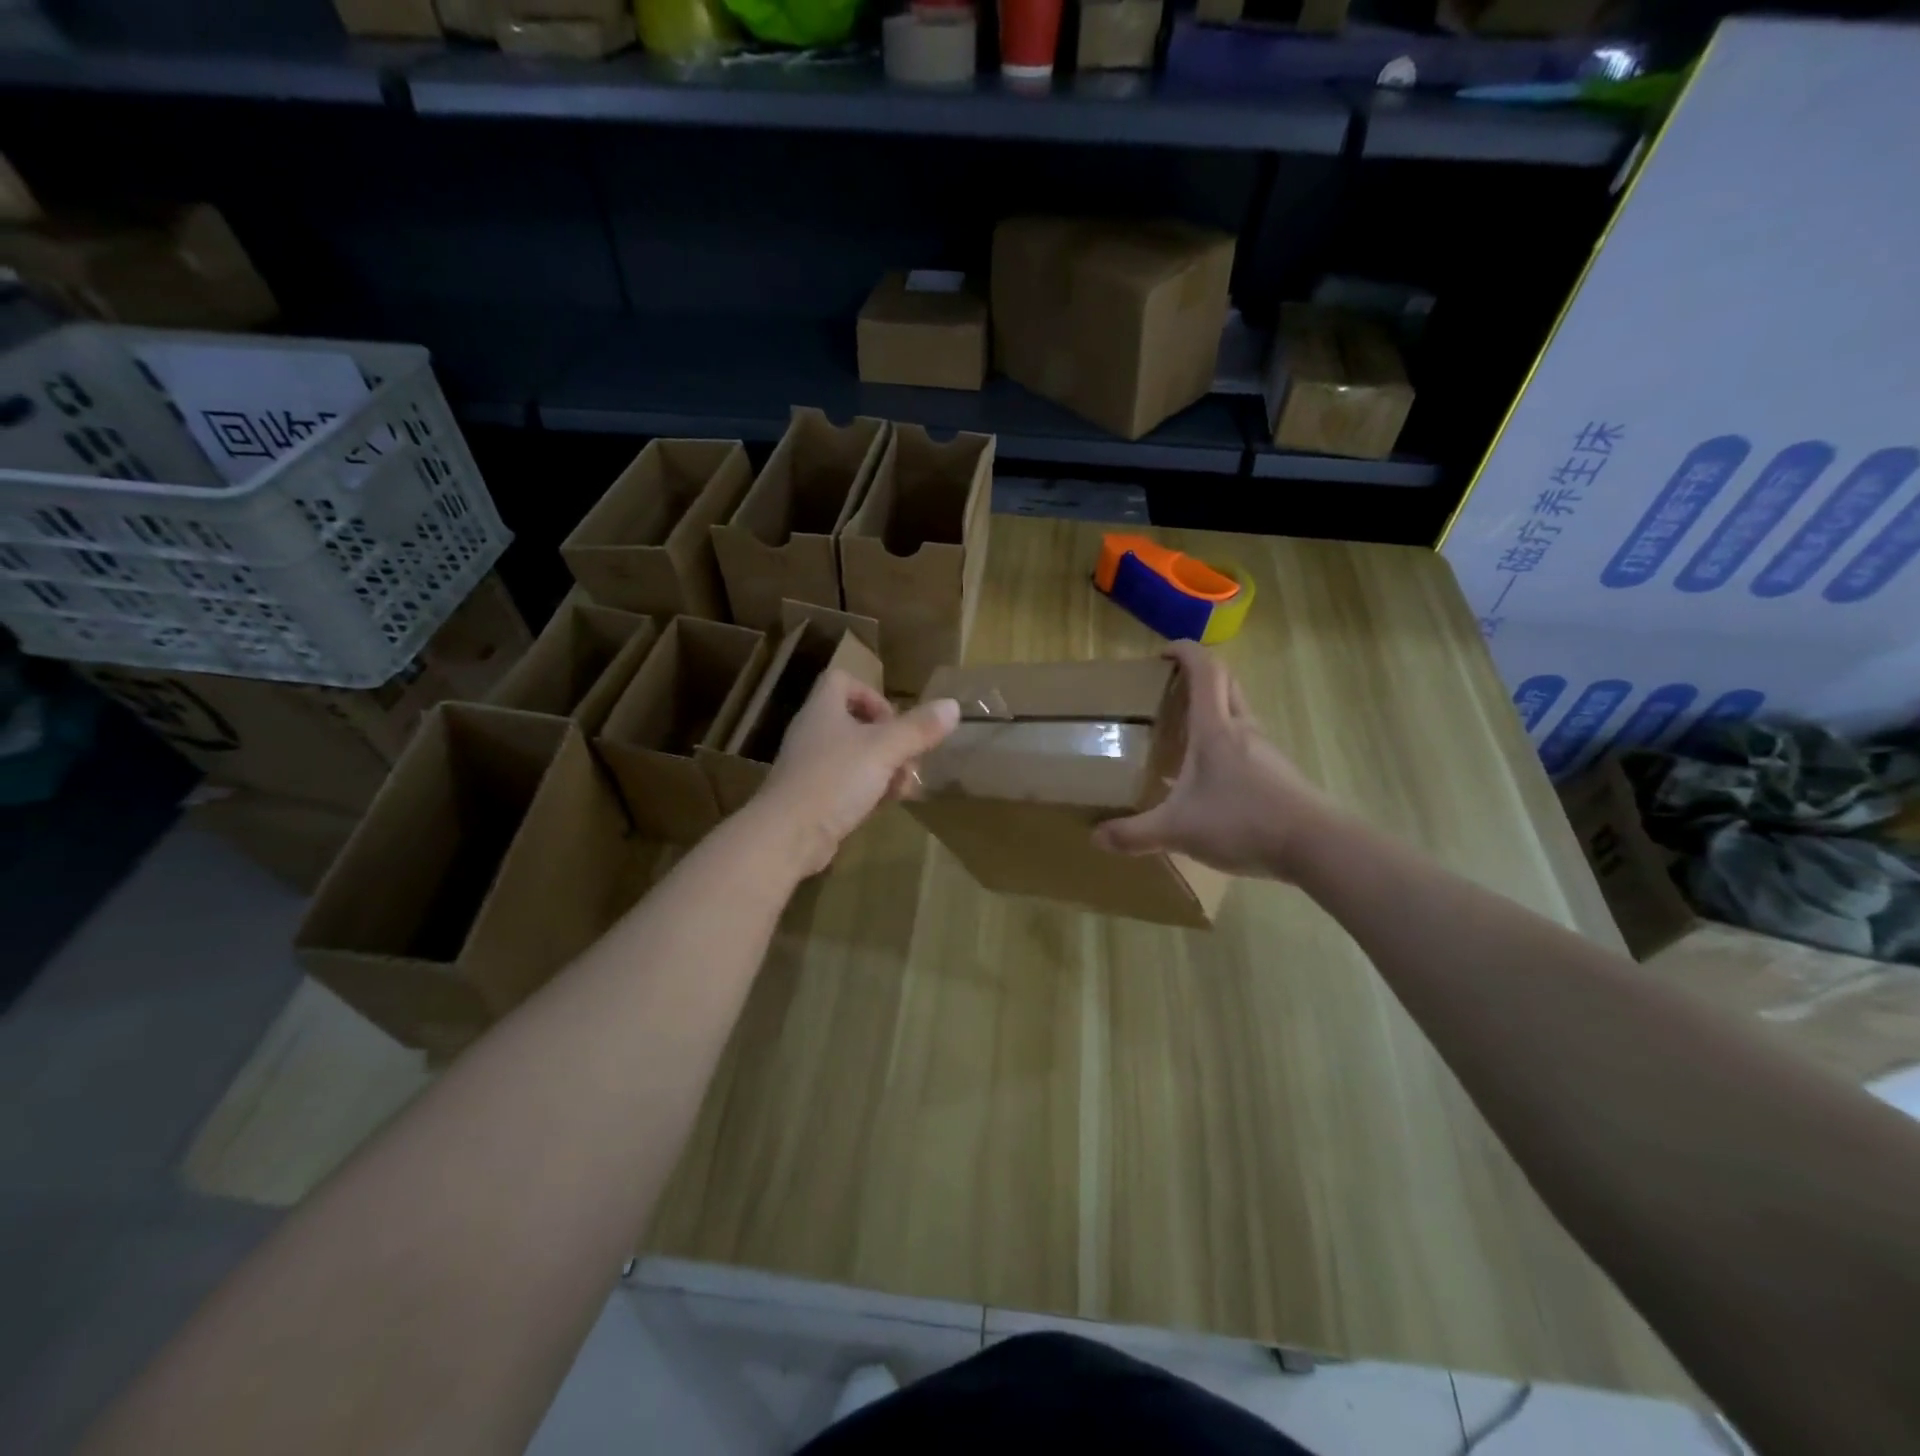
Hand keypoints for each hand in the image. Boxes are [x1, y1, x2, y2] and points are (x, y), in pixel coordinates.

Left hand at [751, 670, 960, 876]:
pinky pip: (847, 784)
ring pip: (855, 756)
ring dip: (884, 768)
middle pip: (855, 721)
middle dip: (889, 739)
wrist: (788, 835)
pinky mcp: (813, 797)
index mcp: (823, 710)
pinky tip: (884, 806)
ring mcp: (811, 766)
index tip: (893, 719)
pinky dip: (868, 791)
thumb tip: (952, 706)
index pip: (841, 680)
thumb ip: (918, 729)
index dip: (870, 694)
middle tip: (908, 758)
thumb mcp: (884, 750)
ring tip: (902, 787)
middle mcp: (814, 732)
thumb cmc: (835, 780)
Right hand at [1093, 642, 1332, 880]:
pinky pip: (1246, 744)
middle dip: (1198, 677)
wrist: (1316, 846)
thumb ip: (1134, 833)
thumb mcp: (1177, 830)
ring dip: (1212, 712)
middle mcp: (1242, 730)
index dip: (1185, 652)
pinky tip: (1208, 779)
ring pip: (1237, 714)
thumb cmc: (1242, 822)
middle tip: (1168, 692)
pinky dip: (1225, 745)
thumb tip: (1097, 837)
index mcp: (1215, 729)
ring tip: (1182, 738)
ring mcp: (1265, 750)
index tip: (1162, 654)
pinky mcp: (1278, 773)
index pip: (1205, 670)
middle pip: (1225, 684)